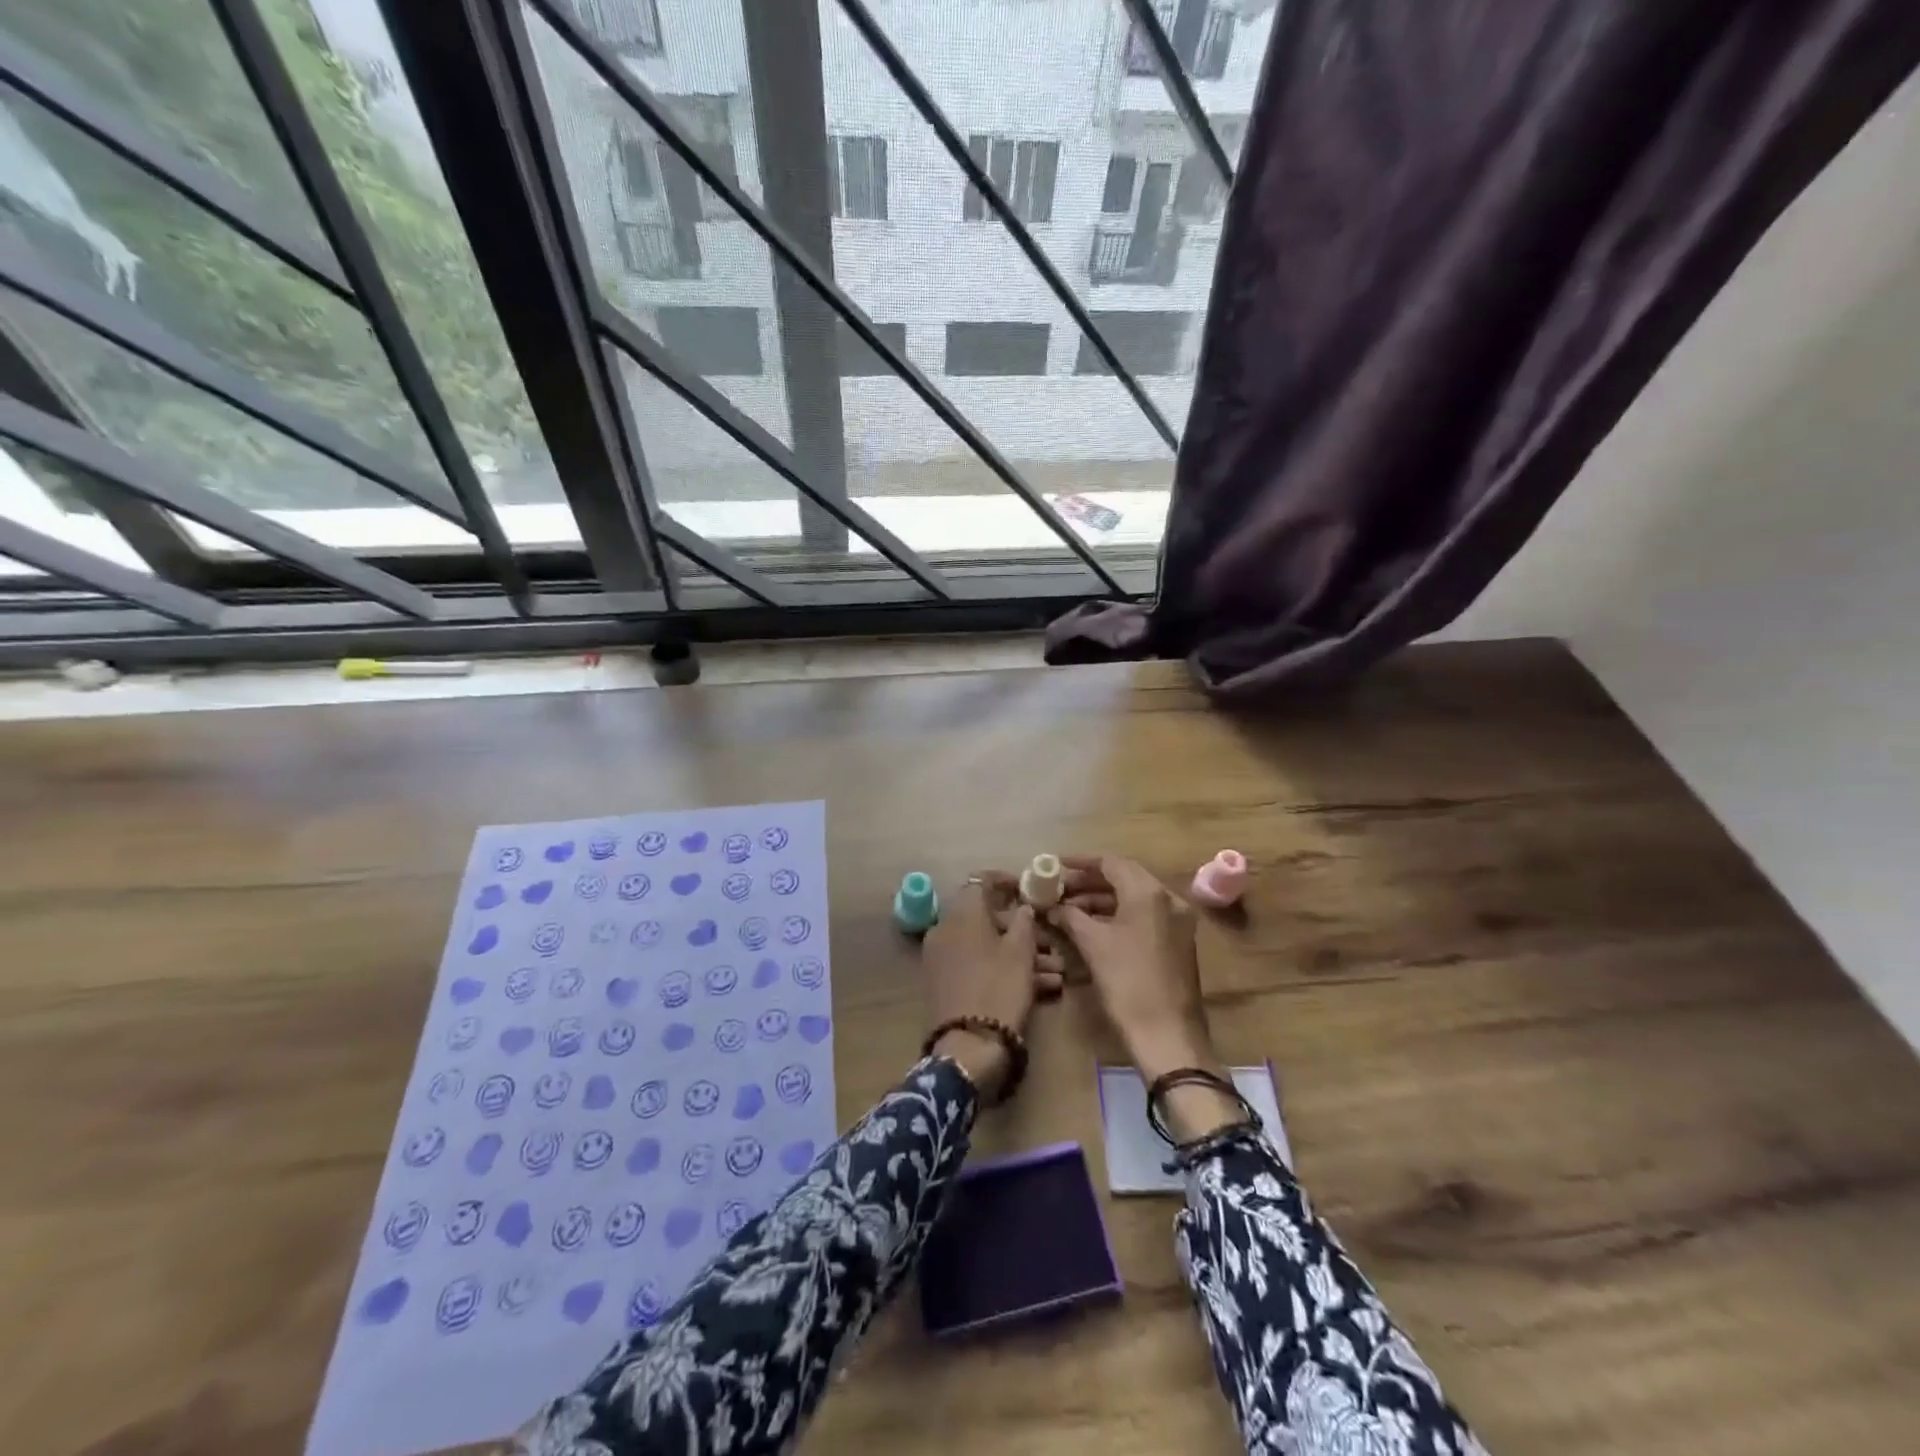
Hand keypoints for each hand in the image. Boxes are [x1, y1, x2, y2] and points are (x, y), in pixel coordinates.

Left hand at [921, 874, 1058, 1099]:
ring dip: (1020, 954)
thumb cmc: (998, 989)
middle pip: (987, 918)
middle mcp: (946, 931)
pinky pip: (978, 966)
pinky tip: (1042, 987)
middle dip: (1022, 929)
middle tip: (1051, 940)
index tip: (1030, 889)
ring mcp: (943, 959)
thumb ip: (1023, 921)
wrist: (968, 1048)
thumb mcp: (1020, 952)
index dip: (1007, 882)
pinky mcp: (947, 985)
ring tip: (1055, 972)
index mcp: (961, 915)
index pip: (981, 882)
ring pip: (987, 946)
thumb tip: (1022, 907)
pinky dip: (1005, 970)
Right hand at [1050, 856, 1241, 1140]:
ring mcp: (1178, 921)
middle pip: (1124, 878)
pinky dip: (1118, 915)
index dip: (1080, 863)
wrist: (1167, 1034)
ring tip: (1069, 910)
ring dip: (1102, 900)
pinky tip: (1093, 927)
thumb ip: (1070, 916)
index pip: (1111, 863)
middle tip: (1059, 889)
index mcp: (1149, 892)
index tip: (1055, 865)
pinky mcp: (1178, 941)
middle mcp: (1168, 898)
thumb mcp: (1092, 944)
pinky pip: (1144, 916)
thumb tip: (1053, 906)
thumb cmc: (1127, 982)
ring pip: (1134, 898)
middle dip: (1089, 882)